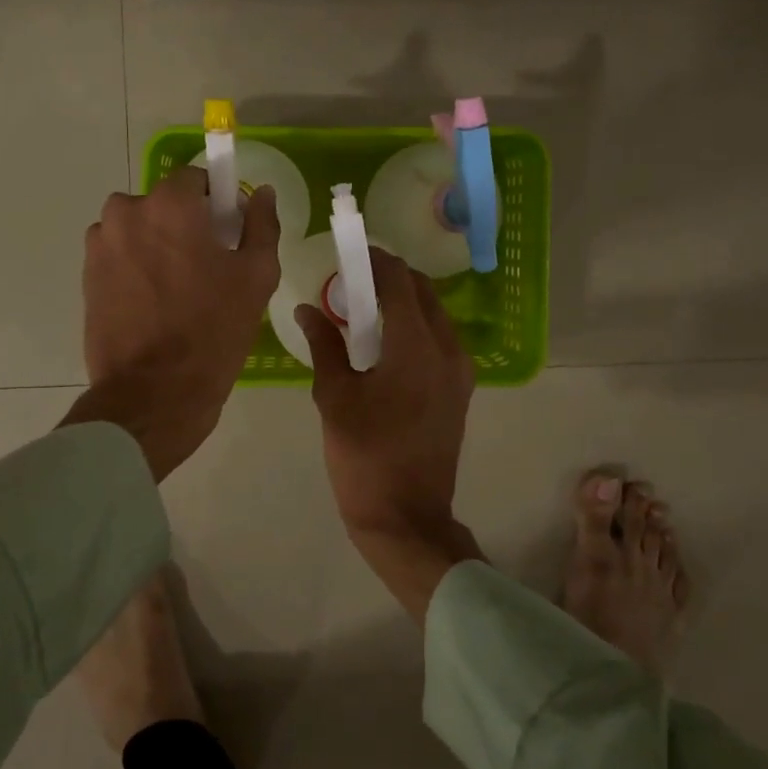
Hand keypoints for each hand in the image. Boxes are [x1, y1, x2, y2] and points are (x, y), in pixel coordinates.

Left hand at [62, 167, 279, 480]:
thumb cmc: (213, 330)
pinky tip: (153, 305)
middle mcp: (126, 213)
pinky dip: (135, 269)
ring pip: (138, 230)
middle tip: (206, 268)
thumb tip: (262, 193)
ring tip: (177, 292)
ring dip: (156, 246)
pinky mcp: (86, 276)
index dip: (216, 204)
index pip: (196, 180)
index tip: (228, 235)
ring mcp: (100, 245)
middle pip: (163, 204)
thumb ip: (262, 225)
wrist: (153, 392)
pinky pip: (119, 257)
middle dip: (183, 225)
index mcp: (169, 204)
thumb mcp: (256, 276)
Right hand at [296, 248, 482, 622]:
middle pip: (423, 292)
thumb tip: (307, 309)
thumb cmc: (364, 456)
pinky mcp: (460, 390)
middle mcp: (447, 349)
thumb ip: (324, 344)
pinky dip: (415, 326)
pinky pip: (440, 339)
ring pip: (435, 314)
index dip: (375, 260)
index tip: (350, 251)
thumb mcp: (334, 397)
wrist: (406, 517)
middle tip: (353, 281)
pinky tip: (385, 342)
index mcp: (416, 346)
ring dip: (404, 301)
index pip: (399, 281)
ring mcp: (460, 371)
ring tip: (366, 310)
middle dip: (390, 277)